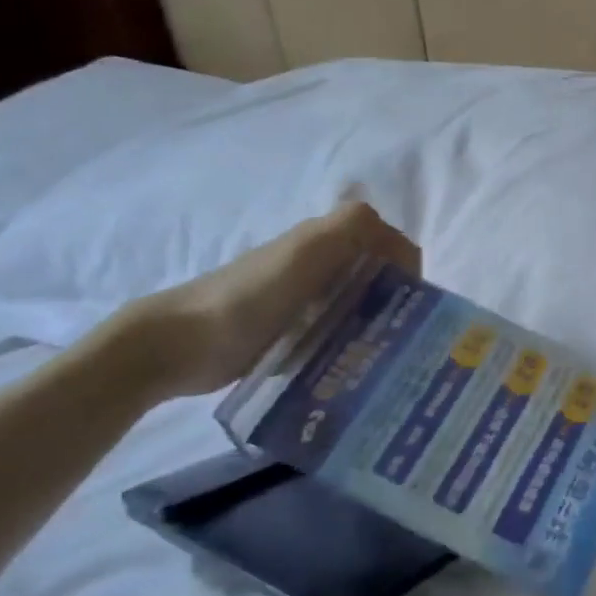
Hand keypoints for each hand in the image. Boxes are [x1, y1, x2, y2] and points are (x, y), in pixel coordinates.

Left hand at [115, 202, 418, 400]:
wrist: (180, 343)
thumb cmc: (250, 295)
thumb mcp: (307, 251)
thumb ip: (353, 229)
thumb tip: (404, 250)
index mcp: (327, 239)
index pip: (390, 245)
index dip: (408, 270)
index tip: (416, 308)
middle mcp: (321, 263)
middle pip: (377, 276)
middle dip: (397, 301)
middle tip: (405, 338)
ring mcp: (305, 298)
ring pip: (360, 305)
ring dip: (377, 325)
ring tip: (386, 357)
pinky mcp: (292, 330)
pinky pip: (336, 331)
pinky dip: (352, 344)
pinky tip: (355, 366)